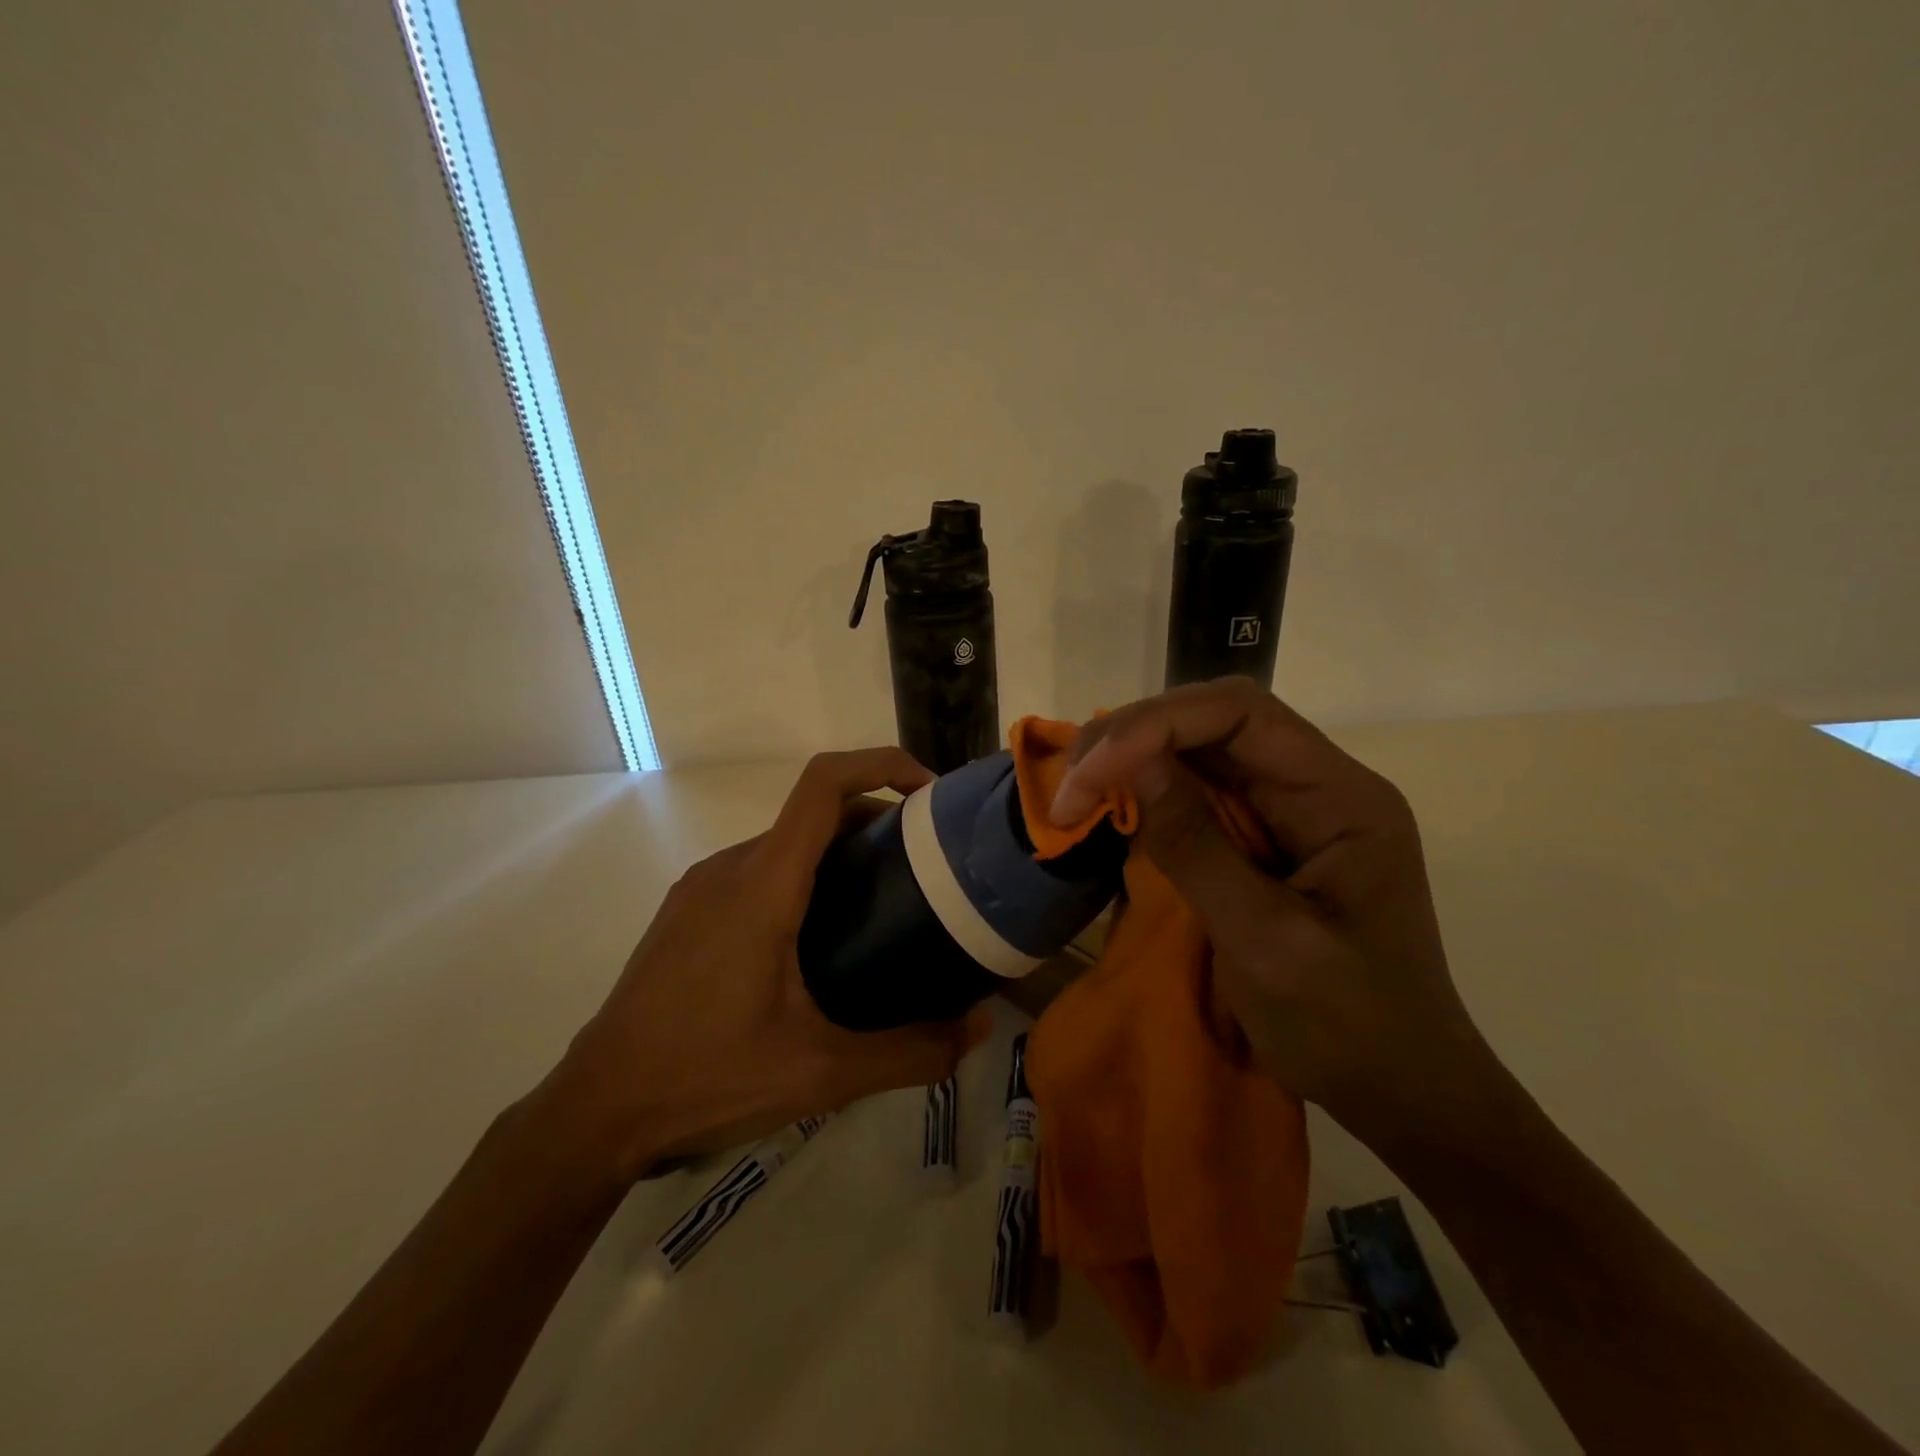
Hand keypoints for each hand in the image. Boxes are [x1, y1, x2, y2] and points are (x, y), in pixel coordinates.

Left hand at [542, 749, 991, 1177]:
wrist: (596, 1110)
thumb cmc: (706, 1077)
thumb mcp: (821, 1073)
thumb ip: (910, 1051)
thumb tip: (980, 1028)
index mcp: (763, 884)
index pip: (824, 784)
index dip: (882, 764)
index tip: (929, 793)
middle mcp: (730, 867)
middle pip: (814, 811)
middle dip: (876, 820)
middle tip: (925, 865)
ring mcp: (701, 886)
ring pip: (785, 842)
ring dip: (838, 851)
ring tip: (882, 902)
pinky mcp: (686, 911)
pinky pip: (757, 869)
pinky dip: (802, 876)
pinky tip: (819, 938)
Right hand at [1049, 679, 1491, 1140]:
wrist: (1402, 1090)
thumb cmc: (1347, 1027)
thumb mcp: (1265, 941)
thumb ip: (1196, 847)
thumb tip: (1130, 762)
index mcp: (1341, 797)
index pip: (1242, 714)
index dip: (1156, 725)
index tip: (1090, 773)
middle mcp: (1319, 784)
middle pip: (1217, 721)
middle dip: (1135, 736)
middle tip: (1071, 783)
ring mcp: (1295, 809)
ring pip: (1202, 750)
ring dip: (1134, 760)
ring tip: (1077, 792)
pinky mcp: (1269, 836)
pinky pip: (1203, 791)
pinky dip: (1150, 792)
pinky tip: (1115, 806)